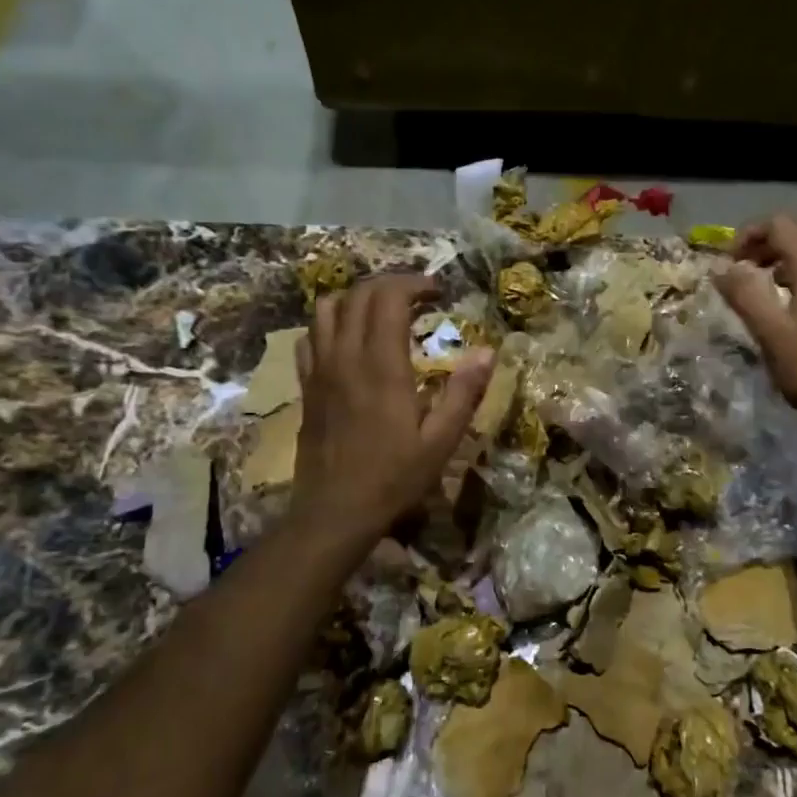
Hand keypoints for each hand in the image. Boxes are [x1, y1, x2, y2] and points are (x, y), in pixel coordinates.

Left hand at [291, 274, 494, 535]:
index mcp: (381, 365)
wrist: (334, 511)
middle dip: (390, 284)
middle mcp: (345, 356)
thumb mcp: (441, 441)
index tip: (438, 293)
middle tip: (418, 298)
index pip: (389, 297)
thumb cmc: (393, 478)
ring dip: (357, 298)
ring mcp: (320, 369)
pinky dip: (329, 323)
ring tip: (382, 313)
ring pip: (327, 308)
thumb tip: (489, 351)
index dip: (414, 284)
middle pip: (358, 294)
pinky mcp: (307, 385)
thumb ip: (464, 393)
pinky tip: (348, 341)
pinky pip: (309, 336)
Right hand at [715, 216, 796, 437]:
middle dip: (775, 237)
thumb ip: (744, 296)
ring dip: (794, 250)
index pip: (782, 226)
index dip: (751, 234)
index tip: (730, 262)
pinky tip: (795, 296)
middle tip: (752, 263)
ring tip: (769, 278)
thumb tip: (720, 269)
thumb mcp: (769, 333)